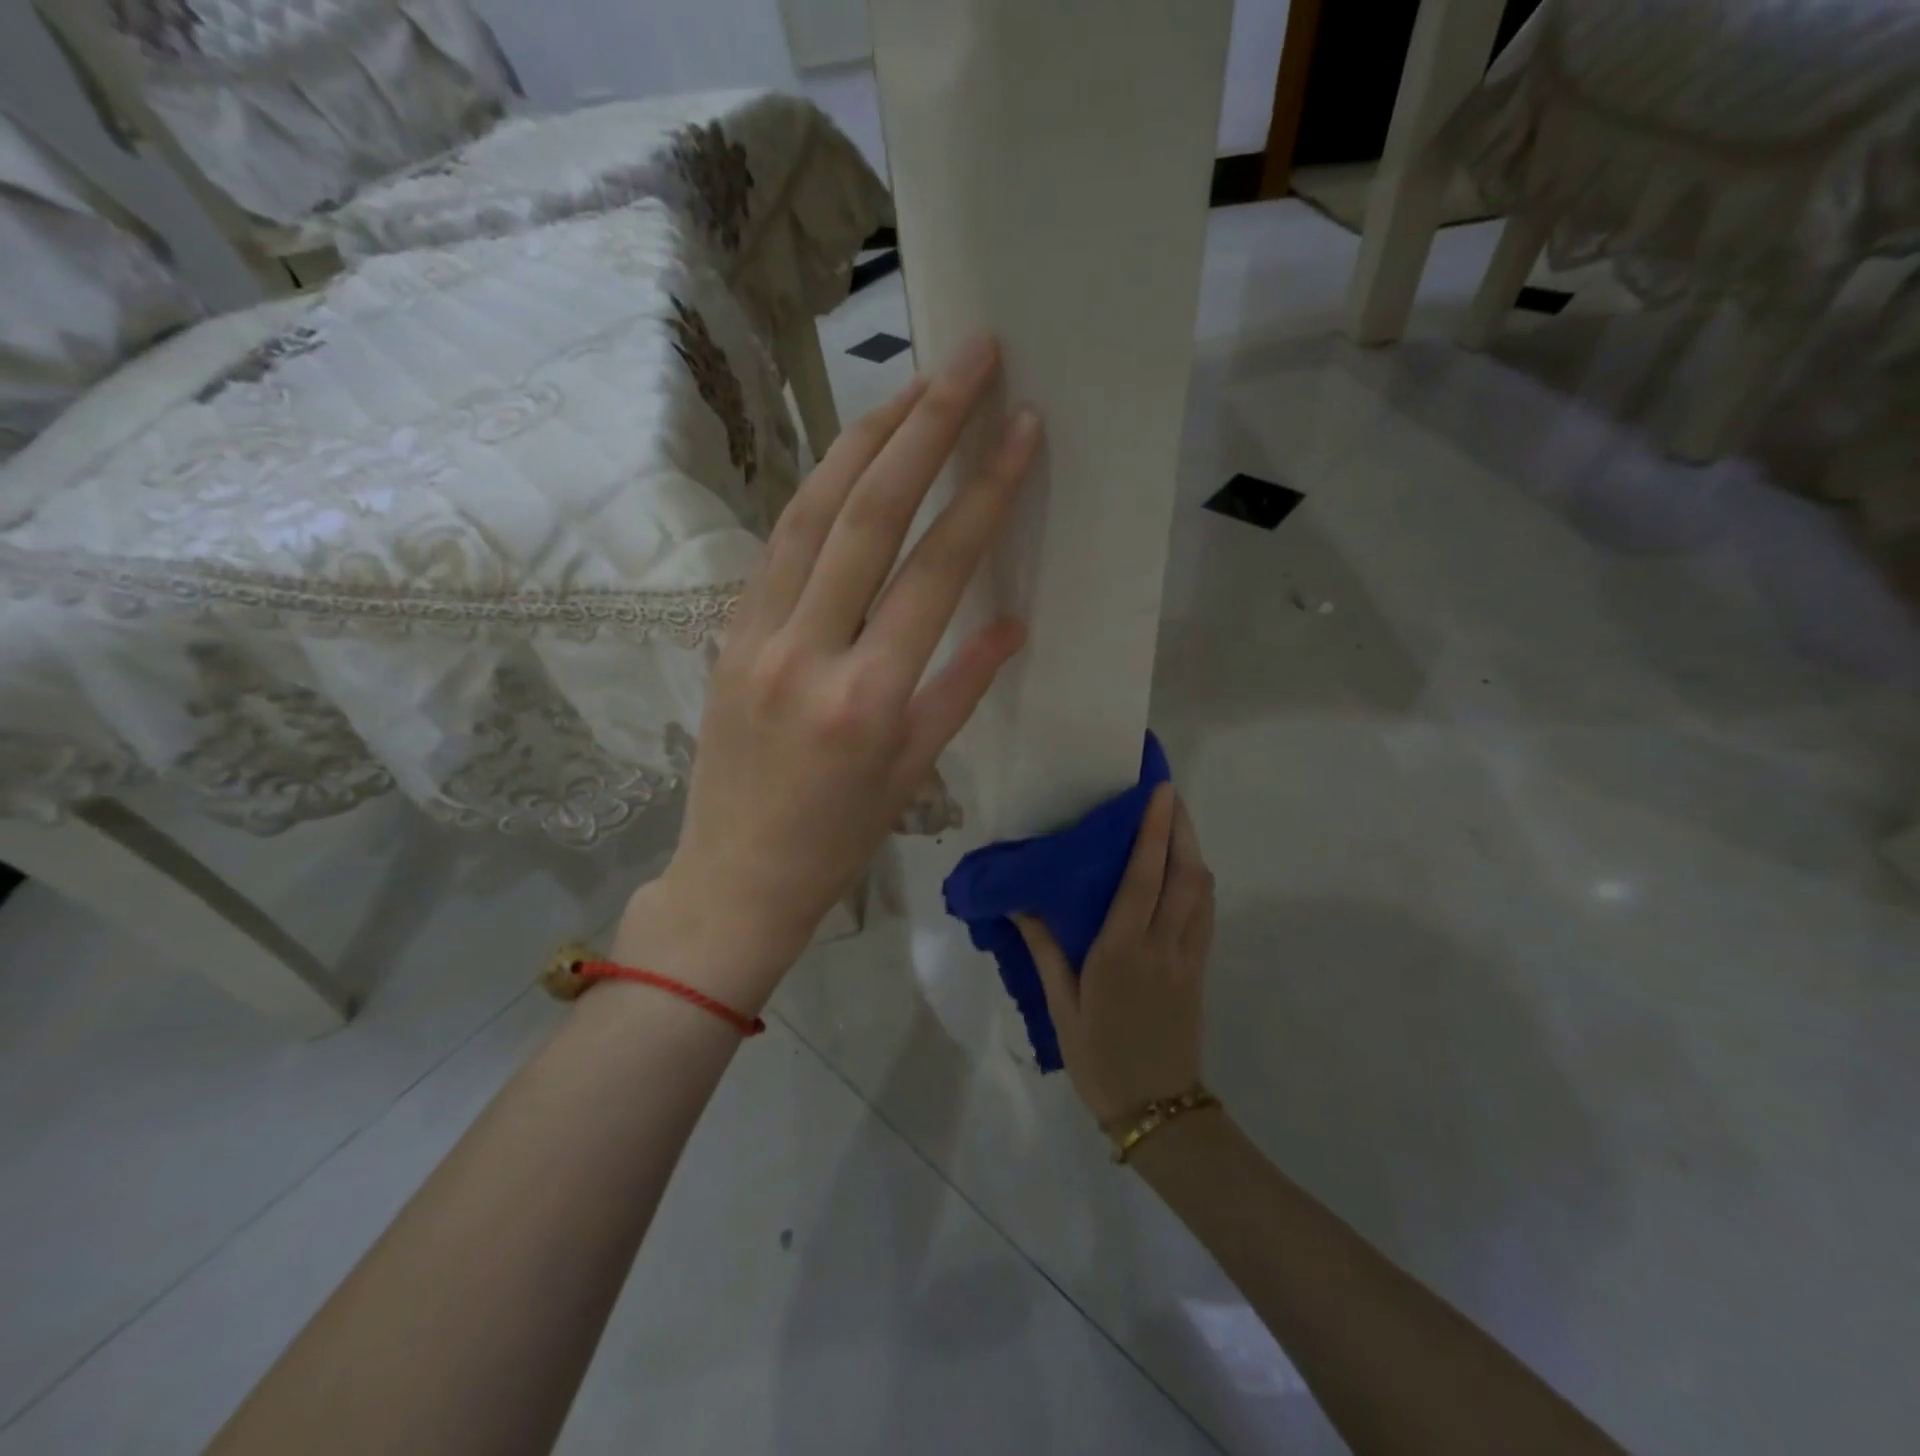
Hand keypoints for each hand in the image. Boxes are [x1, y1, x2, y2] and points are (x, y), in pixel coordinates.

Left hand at [616, 336, 1040, 1008]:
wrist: (735, 879)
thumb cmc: (837, 841)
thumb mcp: (915, 772)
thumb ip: (962, 686)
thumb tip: (1012, 621)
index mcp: (869, 696)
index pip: (936, 569)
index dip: (984, 491)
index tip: (1021, 428)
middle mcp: (810, 650)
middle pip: (869, 513)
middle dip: (924, 426)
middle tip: (969, 359)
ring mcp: (757, 635)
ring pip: (811, 511)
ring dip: (862, 439)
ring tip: (909, 386)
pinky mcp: (727, 633)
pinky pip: (777, 545)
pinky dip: (816, 490)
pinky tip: (847, 458)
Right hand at [1016, 786, 1214, 1128]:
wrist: (1157, 1110)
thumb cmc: (1099, 1058)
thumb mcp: (1061, 1006)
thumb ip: (1044, 950)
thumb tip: (1020, 904)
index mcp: (1122, 949)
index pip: (1144, 877)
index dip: (1153, 831)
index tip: (1159, 792)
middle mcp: (1162, 944)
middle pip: (1184, 874)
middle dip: (1182, 828)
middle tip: (1170, 795)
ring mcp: (1187, 957)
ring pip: (1202, 891)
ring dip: (1194, 851)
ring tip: (1178, 823)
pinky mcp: (1200, 970)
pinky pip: (1206, 914)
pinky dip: (1200, 883)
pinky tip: (1188, 873)